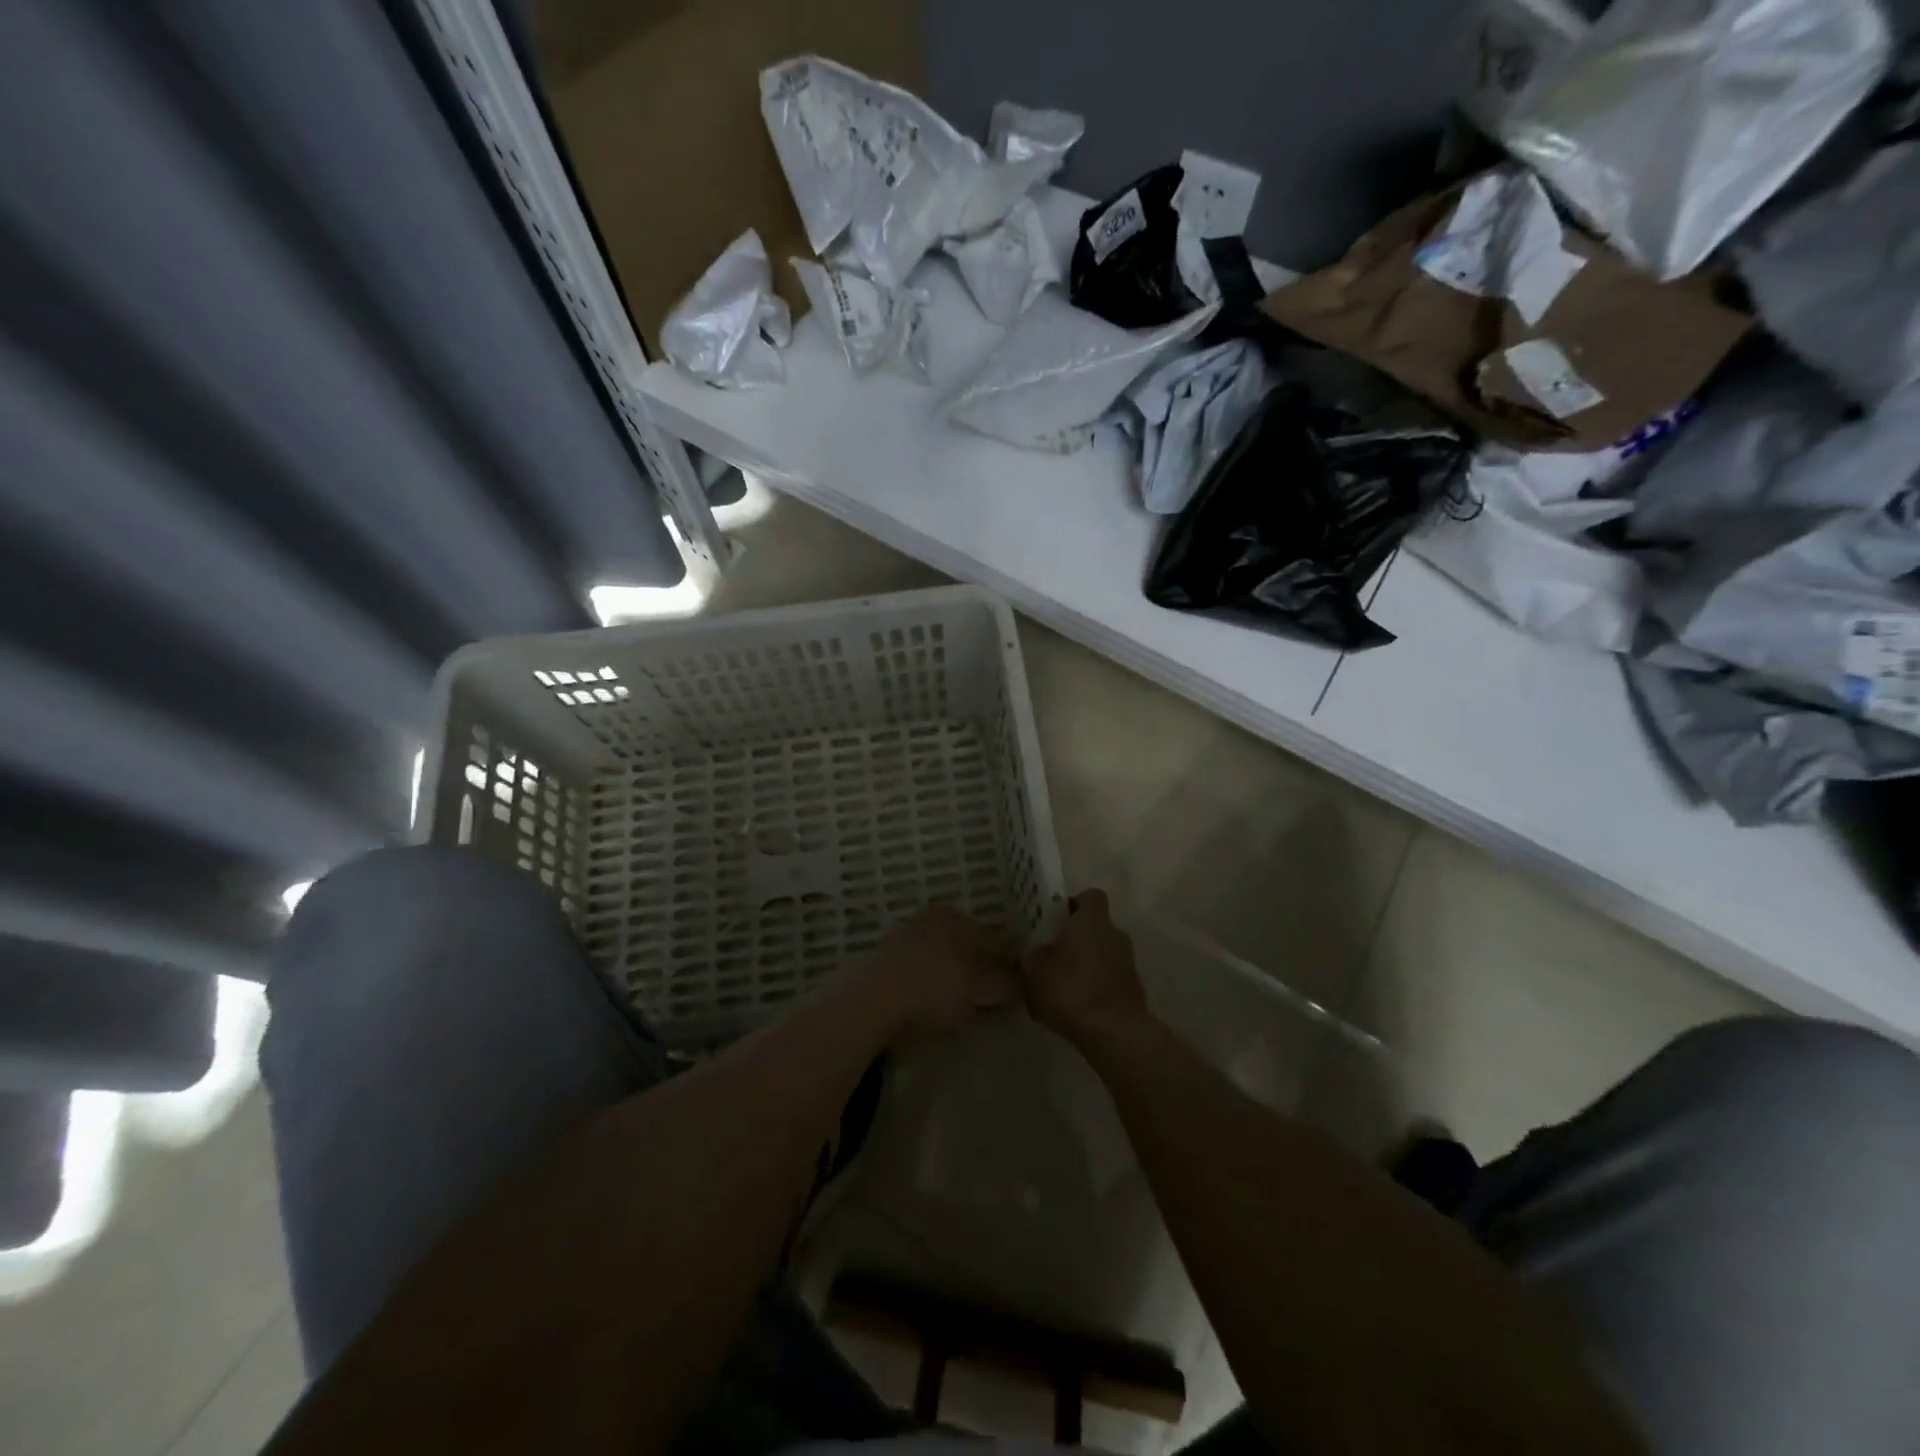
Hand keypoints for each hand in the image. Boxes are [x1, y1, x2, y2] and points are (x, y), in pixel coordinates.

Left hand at [849, 905, 1017, 1042]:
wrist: (873, 999)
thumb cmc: (935, 986)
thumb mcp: (979, 987)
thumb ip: (1005, 982)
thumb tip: (1024, 980)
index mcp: (957, 918)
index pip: (994, 938)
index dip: (1010, 960)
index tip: (1021, 980)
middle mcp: (932, 921)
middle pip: (968, 945)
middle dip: (983, 966)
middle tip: (996, 994)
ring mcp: (907, 939)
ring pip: (944, 957)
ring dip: (957, 976)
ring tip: (967, 1003)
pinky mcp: (887, 962)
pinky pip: (923, 972)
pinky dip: (934, 984)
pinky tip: (937, 1002)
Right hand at [1022, 891, 1148, 1042]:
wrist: (1114, 1033)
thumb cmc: (1070, 991)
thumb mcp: (1035, 973)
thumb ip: (1032, 957)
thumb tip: (1034, 951)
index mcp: (1091, 921)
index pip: (1090, 896)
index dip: (1074, 904)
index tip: (1057, 919)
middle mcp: (1114, 934)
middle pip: (1097, 926)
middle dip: (1078, 937)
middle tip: (1054, 953)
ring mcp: (1128, 961)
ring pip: (1104, 952)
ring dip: (1088, 962)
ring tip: (1064, 982)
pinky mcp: (1134, 988)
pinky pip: (1111, 976)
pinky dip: (1098, 983)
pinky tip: (1080, 1003)